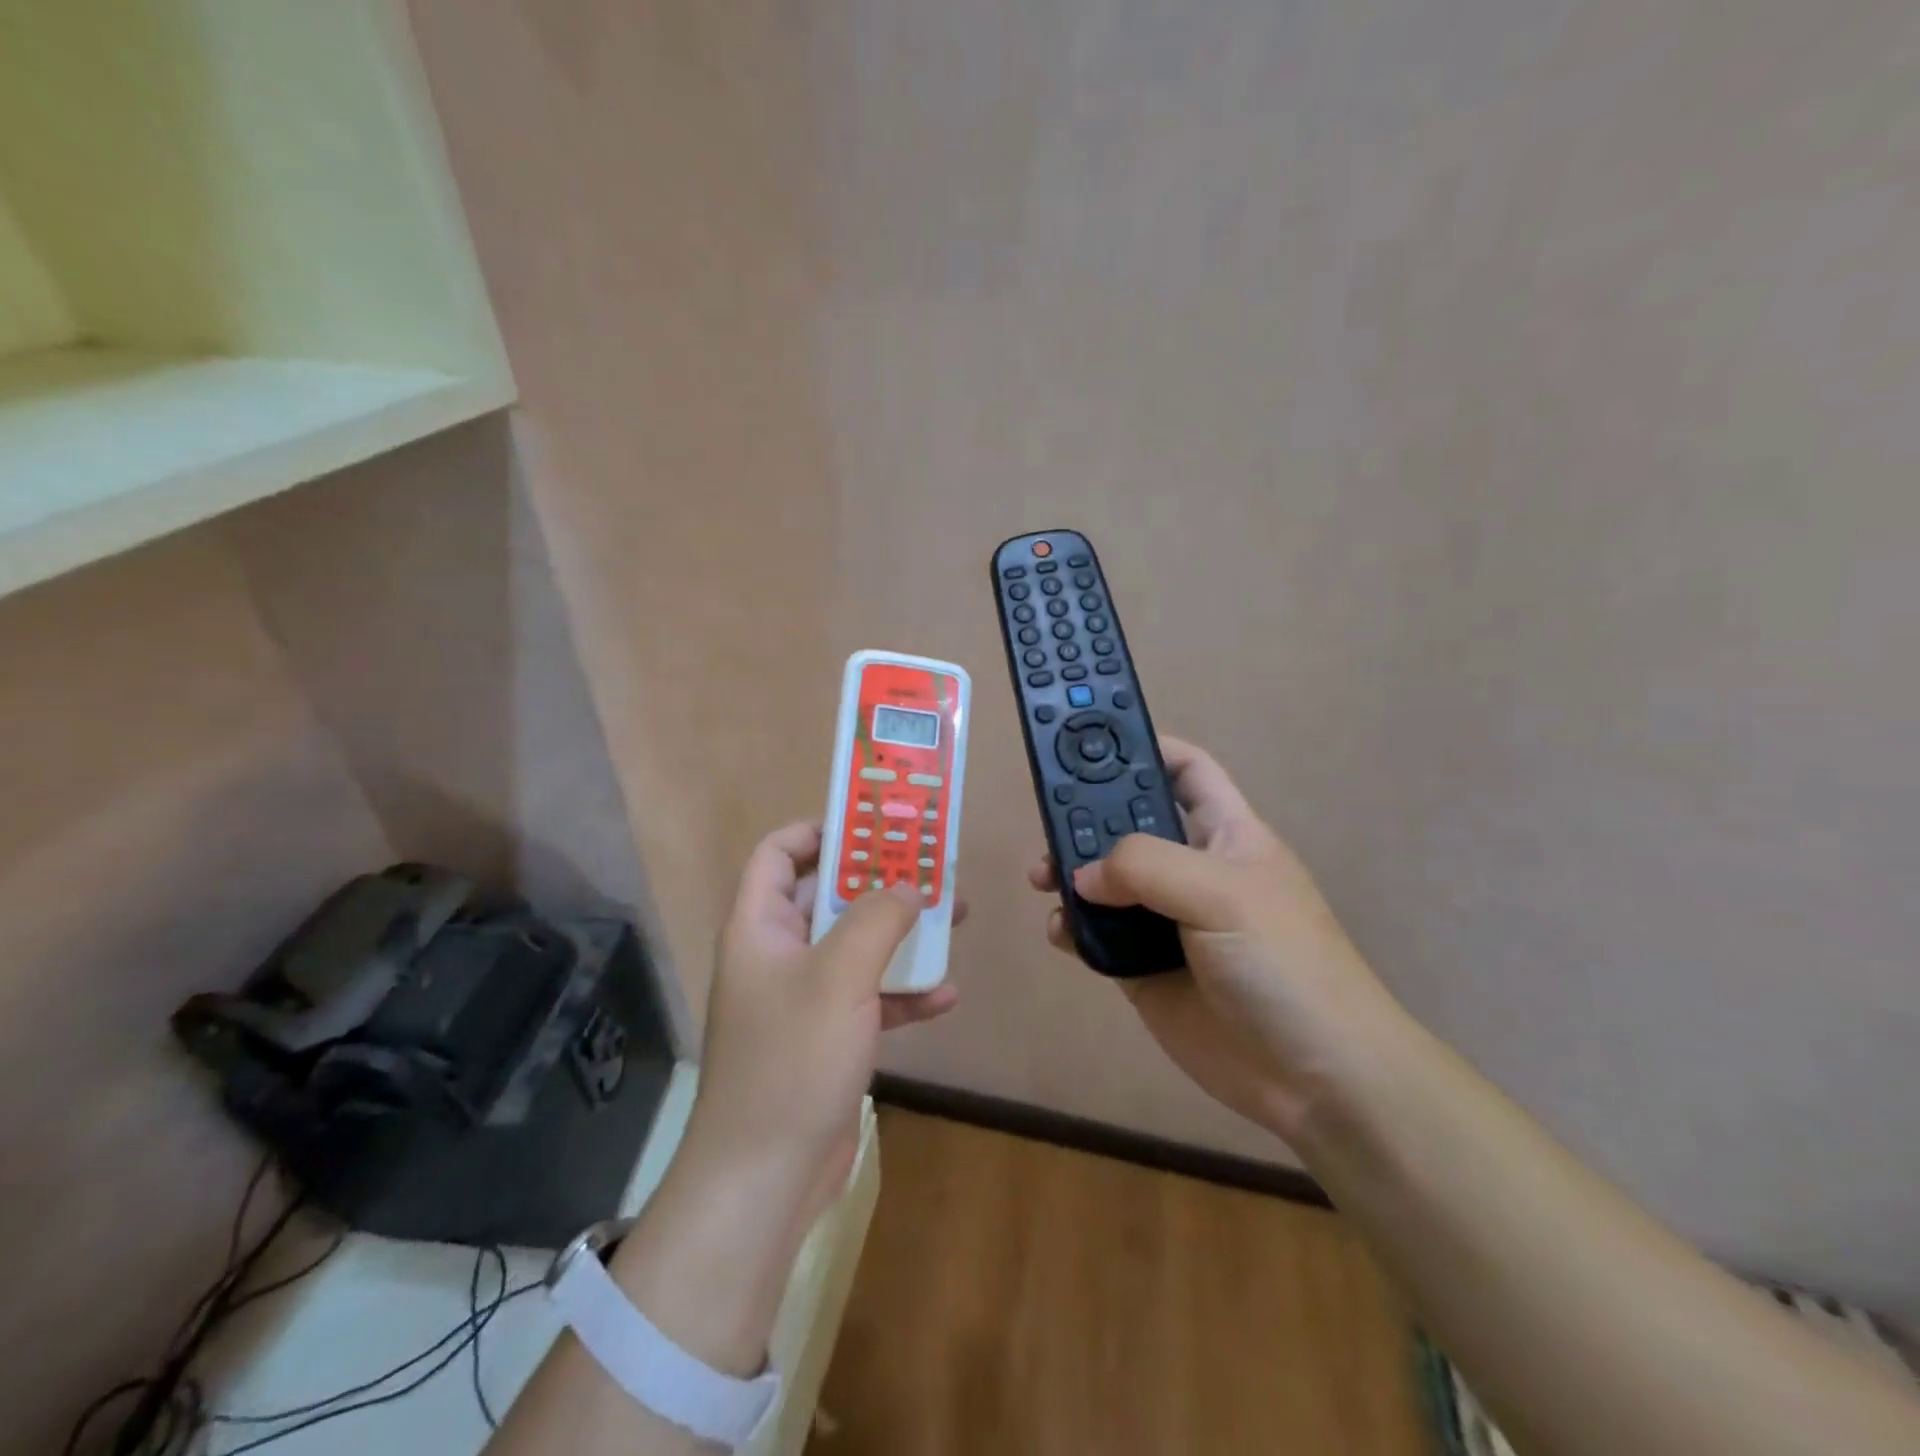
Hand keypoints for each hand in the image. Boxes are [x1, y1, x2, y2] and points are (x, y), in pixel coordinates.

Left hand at [686, 820, 960, 1226]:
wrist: (765, 1179)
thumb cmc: (792, 1060)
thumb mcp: (839, 976)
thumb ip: (877, 919)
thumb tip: (908, 886)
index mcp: (760, 927)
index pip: (778, 854)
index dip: (819, 831)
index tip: (872, 825)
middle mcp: (777, 955)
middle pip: (828, 897)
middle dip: (879, 882)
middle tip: (930, 867)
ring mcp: (802, 999)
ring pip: (856, 947)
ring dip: (901, 934)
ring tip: (953, 919)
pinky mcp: (826, 1038)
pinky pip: (868, 998)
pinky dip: (902, 993)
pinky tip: (945, 997)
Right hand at [1029, 737, 1398, 1141]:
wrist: (1314, 1079)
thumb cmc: (1283, 964)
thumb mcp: (1223, 893)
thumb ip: (1146, 866)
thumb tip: (1083, 877)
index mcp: (1225, 833)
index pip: (1185, 770)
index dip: (1145, 748)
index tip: (1088, 744)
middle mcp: (1191, 869)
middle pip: (1129, 822)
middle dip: (1086, 815)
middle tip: (1044, 819)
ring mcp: (1165, 920)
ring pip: (1104, 879)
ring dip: (1069, 872)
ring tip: (1040, 878)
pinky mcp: (1142, 967)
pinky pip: (1095, 935)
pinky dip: (1071, 928)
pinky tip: (1062, 934)